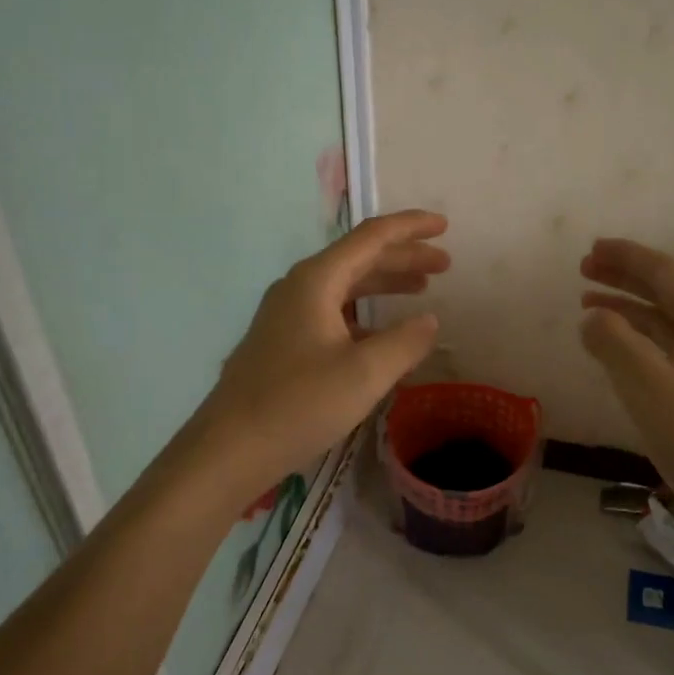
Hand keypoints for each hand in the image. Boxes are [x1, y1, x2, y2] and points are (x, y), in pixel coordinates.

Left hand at [191, 211, 448, 498]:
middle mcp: (298, 288)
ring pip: (345, 286)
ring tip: (422, 288)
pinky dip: (364, 313)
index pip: (371, 237)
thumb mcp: (364, 374)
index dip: (411, 228)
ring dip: (384, 283)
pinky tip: (382, 334)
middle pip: (359, 258)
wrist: (228, 449)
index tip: (445, 226)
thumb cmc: (299, 404)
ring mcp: (286, 316)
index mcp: (316, 281)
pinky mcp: (282, 343)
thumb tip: (430, 321)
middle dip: (403, 257)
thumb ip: (405, 342)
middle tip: (444, 264)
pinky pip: (332, 312)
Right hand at [578, 238, 673, 540]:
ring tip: (590, 306)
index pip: (662, 271)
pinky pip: (672, 350)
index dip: (624, 257)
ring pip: (668, 322)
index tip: (590, 249)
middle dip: (624, 279)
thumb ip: (613, 341)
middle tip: (584, 271)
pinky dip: (642, 342)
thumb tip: (593, 317)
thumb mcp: (647, 383)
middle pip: (667, 292)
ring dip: (630, 311)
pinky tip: (620, 351)